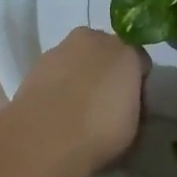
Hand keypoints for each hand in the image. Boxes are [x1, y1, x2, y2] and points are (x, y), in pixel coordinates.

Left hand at [10, 28, 148, 173]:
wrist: (44, 136)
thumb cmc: (99, 132)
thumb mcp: (134, 128)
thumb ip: (134, 106)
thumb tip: (125, 103)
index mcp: (126, 52)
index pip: (140, 61)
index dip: (137, 84)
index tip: (132, 106)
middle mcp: (94, 40)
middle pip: (107, 52)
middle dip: (108, 71)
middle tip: (105, 103)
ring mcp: (62, 48)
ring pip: (79, 58)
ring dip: (81, 74)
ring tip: (76, 108)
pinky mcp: (37, 62)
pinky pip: (57, 69)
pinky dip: (59, 82)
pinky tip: (56, 107)